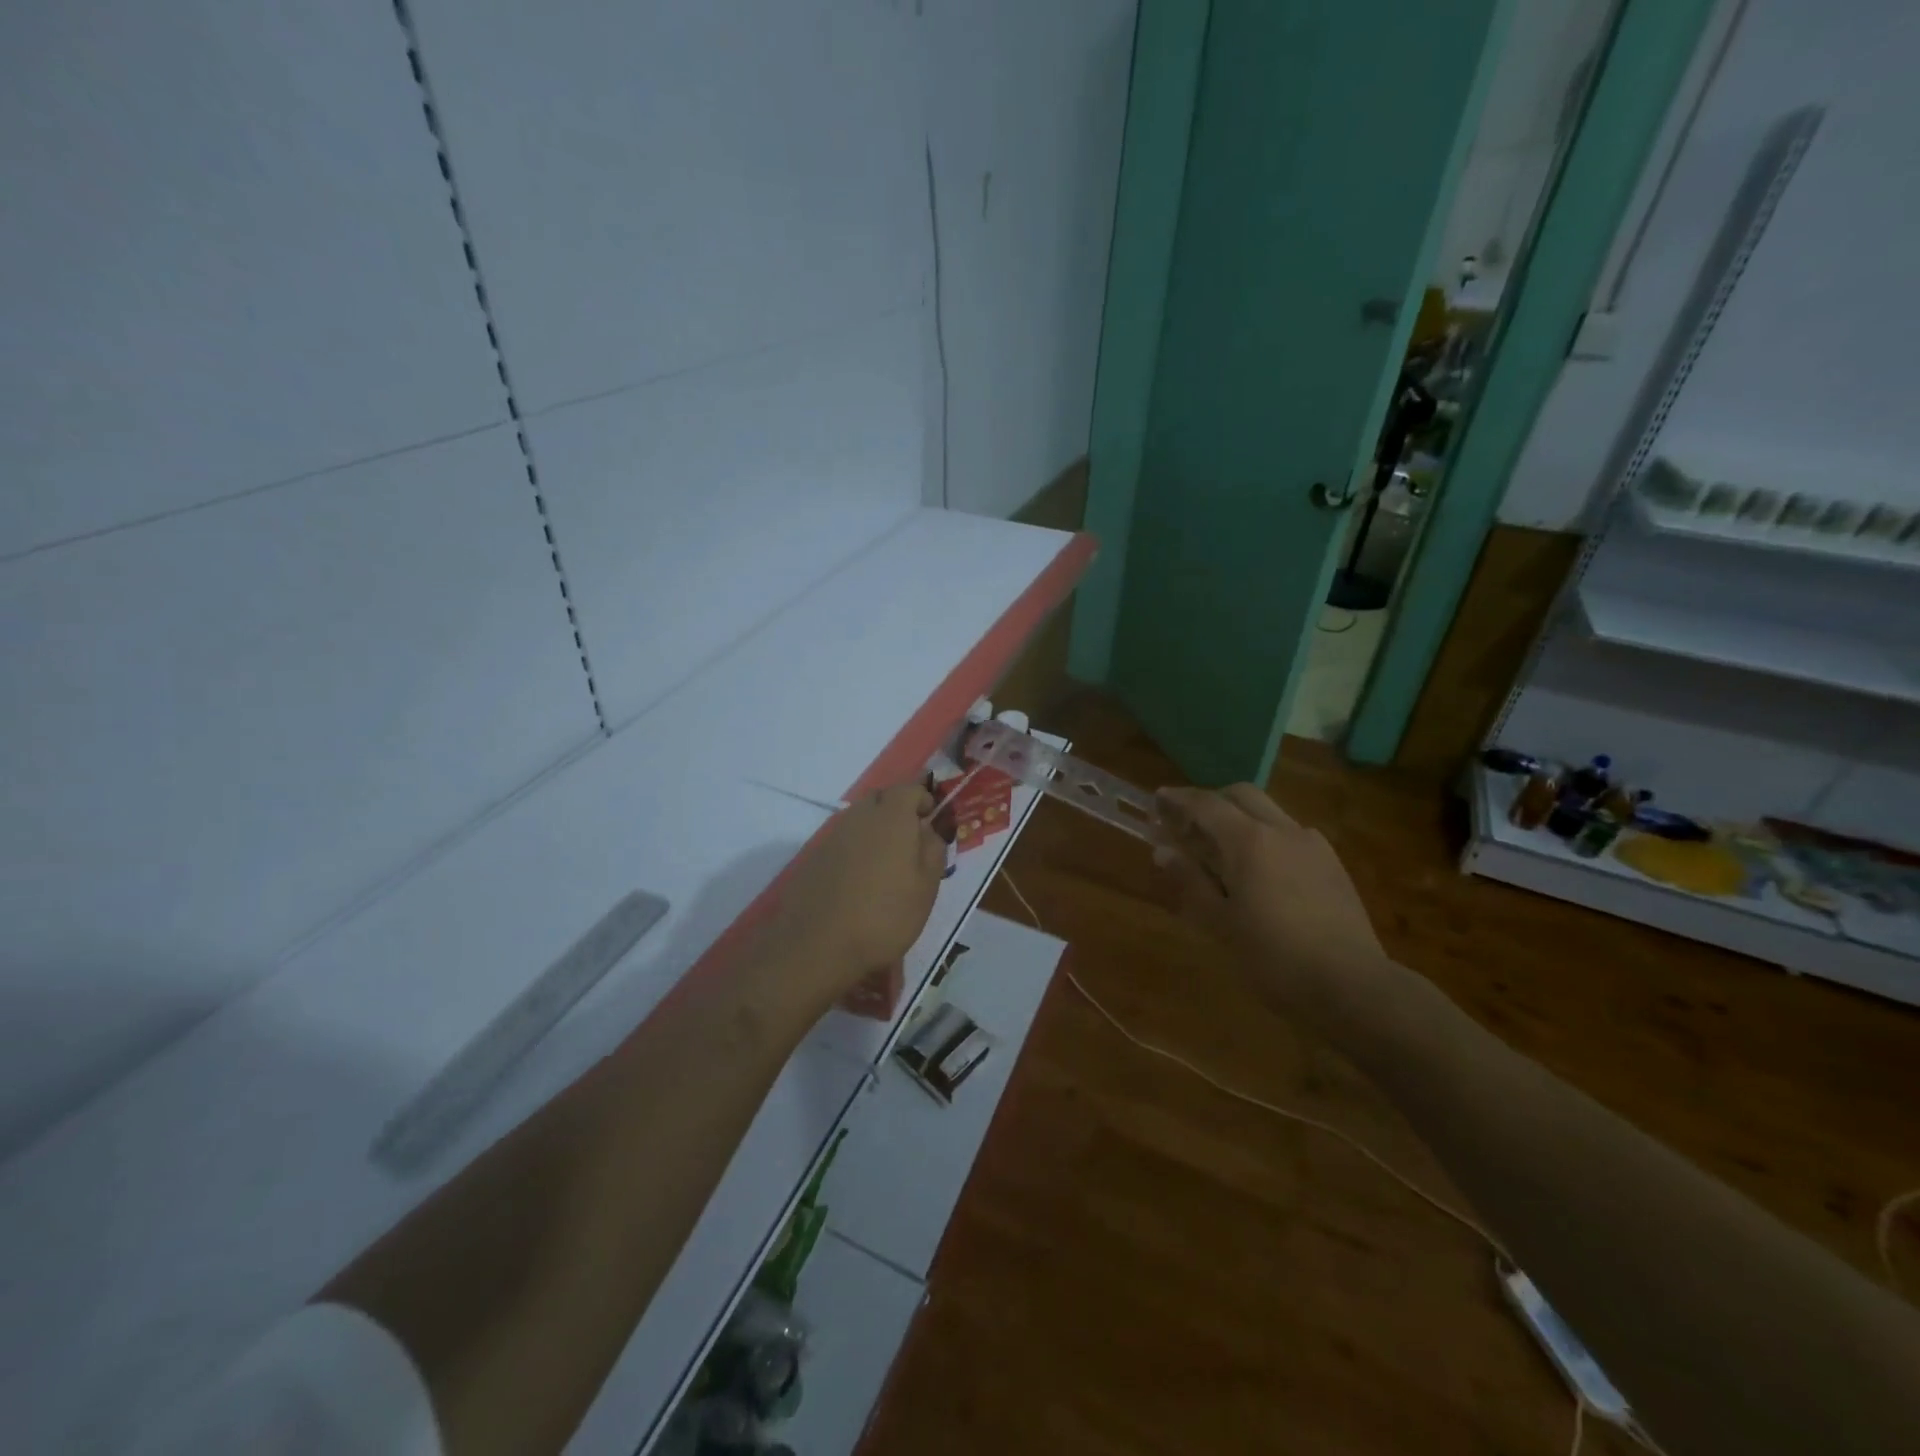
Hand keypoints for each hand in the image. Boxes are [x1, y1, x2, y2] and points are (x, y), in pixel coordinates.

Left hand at [771, 783, 945, 996]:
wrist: (818, 945)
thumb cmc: (885, 915)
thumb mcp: (926, 887)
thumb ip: (933, 850)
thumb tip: (929, 830)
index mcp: (891, 817)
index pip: (909, 789)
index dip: (923, 800)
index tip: (931, 822)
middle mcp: (859, 817)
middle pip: (881, 799)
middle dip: (897, 811)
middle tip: (911, 842)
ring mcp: (832, 836)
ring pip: (859, 819)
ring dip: (875, 831)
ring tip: (886, 865)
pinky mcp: (813, 857)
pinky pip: (842, 841)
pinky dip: (855, 850)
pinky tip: (859, 881)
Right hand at [1154, 784, 1390, 1025]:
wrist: (1353, 986)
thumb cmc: (1275, 958)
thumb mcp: (1221, 924)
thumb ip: (1191, 882)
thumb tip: (1163, 851)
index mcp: (1249, 841)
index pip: (1206, 805)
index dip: (1178, 799)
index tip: (1158, 799)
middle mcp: (1282, 830)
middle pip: (1242, 795)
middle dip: (1212, 801)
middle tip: (1189, 824)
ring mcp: (1313, 845)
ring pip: (1269, 813)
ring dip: (1241, 819)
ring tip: (1223, 851)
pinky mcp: (1333, 864)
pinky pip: (1291, 835)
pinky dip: (1267, 838)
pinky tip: (1262, 872)